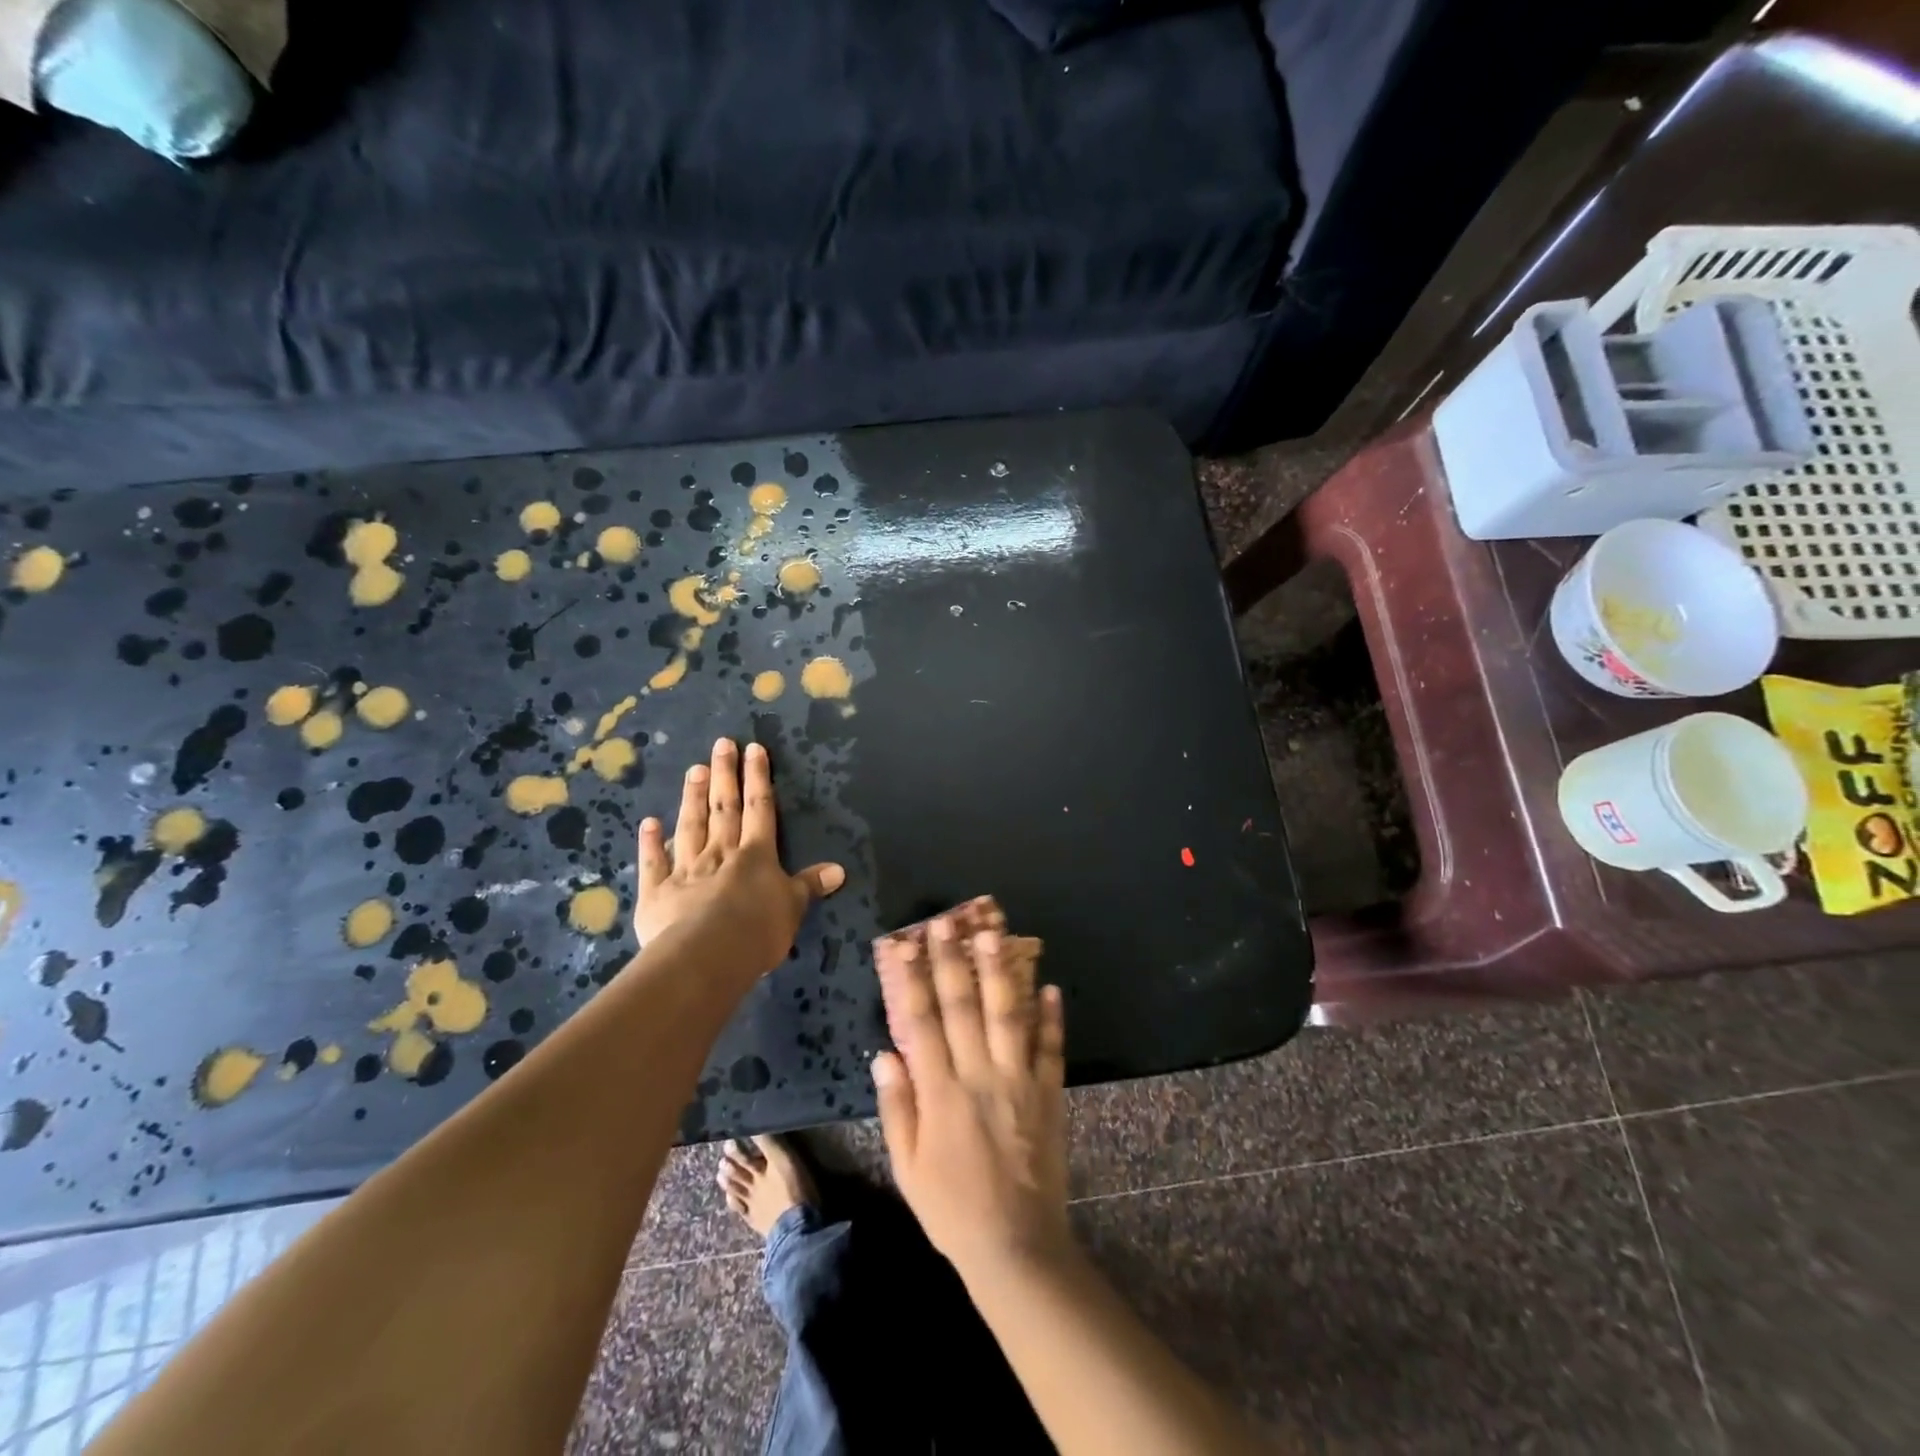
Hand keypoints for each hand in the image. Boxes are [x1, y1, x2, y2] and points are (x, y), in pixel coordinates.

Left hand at [634, 738, 844, 976]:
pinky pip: (654, 862)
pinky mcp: (657, 892)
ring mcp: (686, 870)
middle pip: (723, 808)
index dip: (758, 778)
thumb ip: (809, 886)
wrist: (706, 955)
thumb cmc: (758, 930)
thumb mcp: (793, 908)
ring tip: (693, 769)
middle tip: (720, 744)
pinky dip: (651, 842)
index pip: (759, 808)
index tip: (754, 749)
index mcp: (756, 855)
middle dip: (724, 774)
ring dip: (692, 797)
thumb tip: (838, 870)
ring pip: (690, 826)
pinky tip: (649, 822)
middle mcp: (720, 853)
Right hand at [872, 913, 1070, 1280]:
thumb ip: (897, 1106)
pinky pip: (1051, 1048)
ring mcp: (1018, 1082)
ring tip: (994, 934)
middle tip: (946, 923)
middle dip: (952, 961)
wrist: (1015, 1246)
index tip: (903, 946)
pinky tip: (1051, 985)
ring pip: (1008, 1016)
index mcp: (940, 1093)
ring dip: (1000, 973)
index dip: (912, 981)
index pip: (922, 1023)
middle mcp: (979, 1076)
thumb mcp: (907, 1166)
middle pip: (963, 1007)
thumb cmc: (951, 1208)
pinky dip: (1052, 1016)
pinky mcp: (1048, 1094)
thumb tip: (883, 1053)